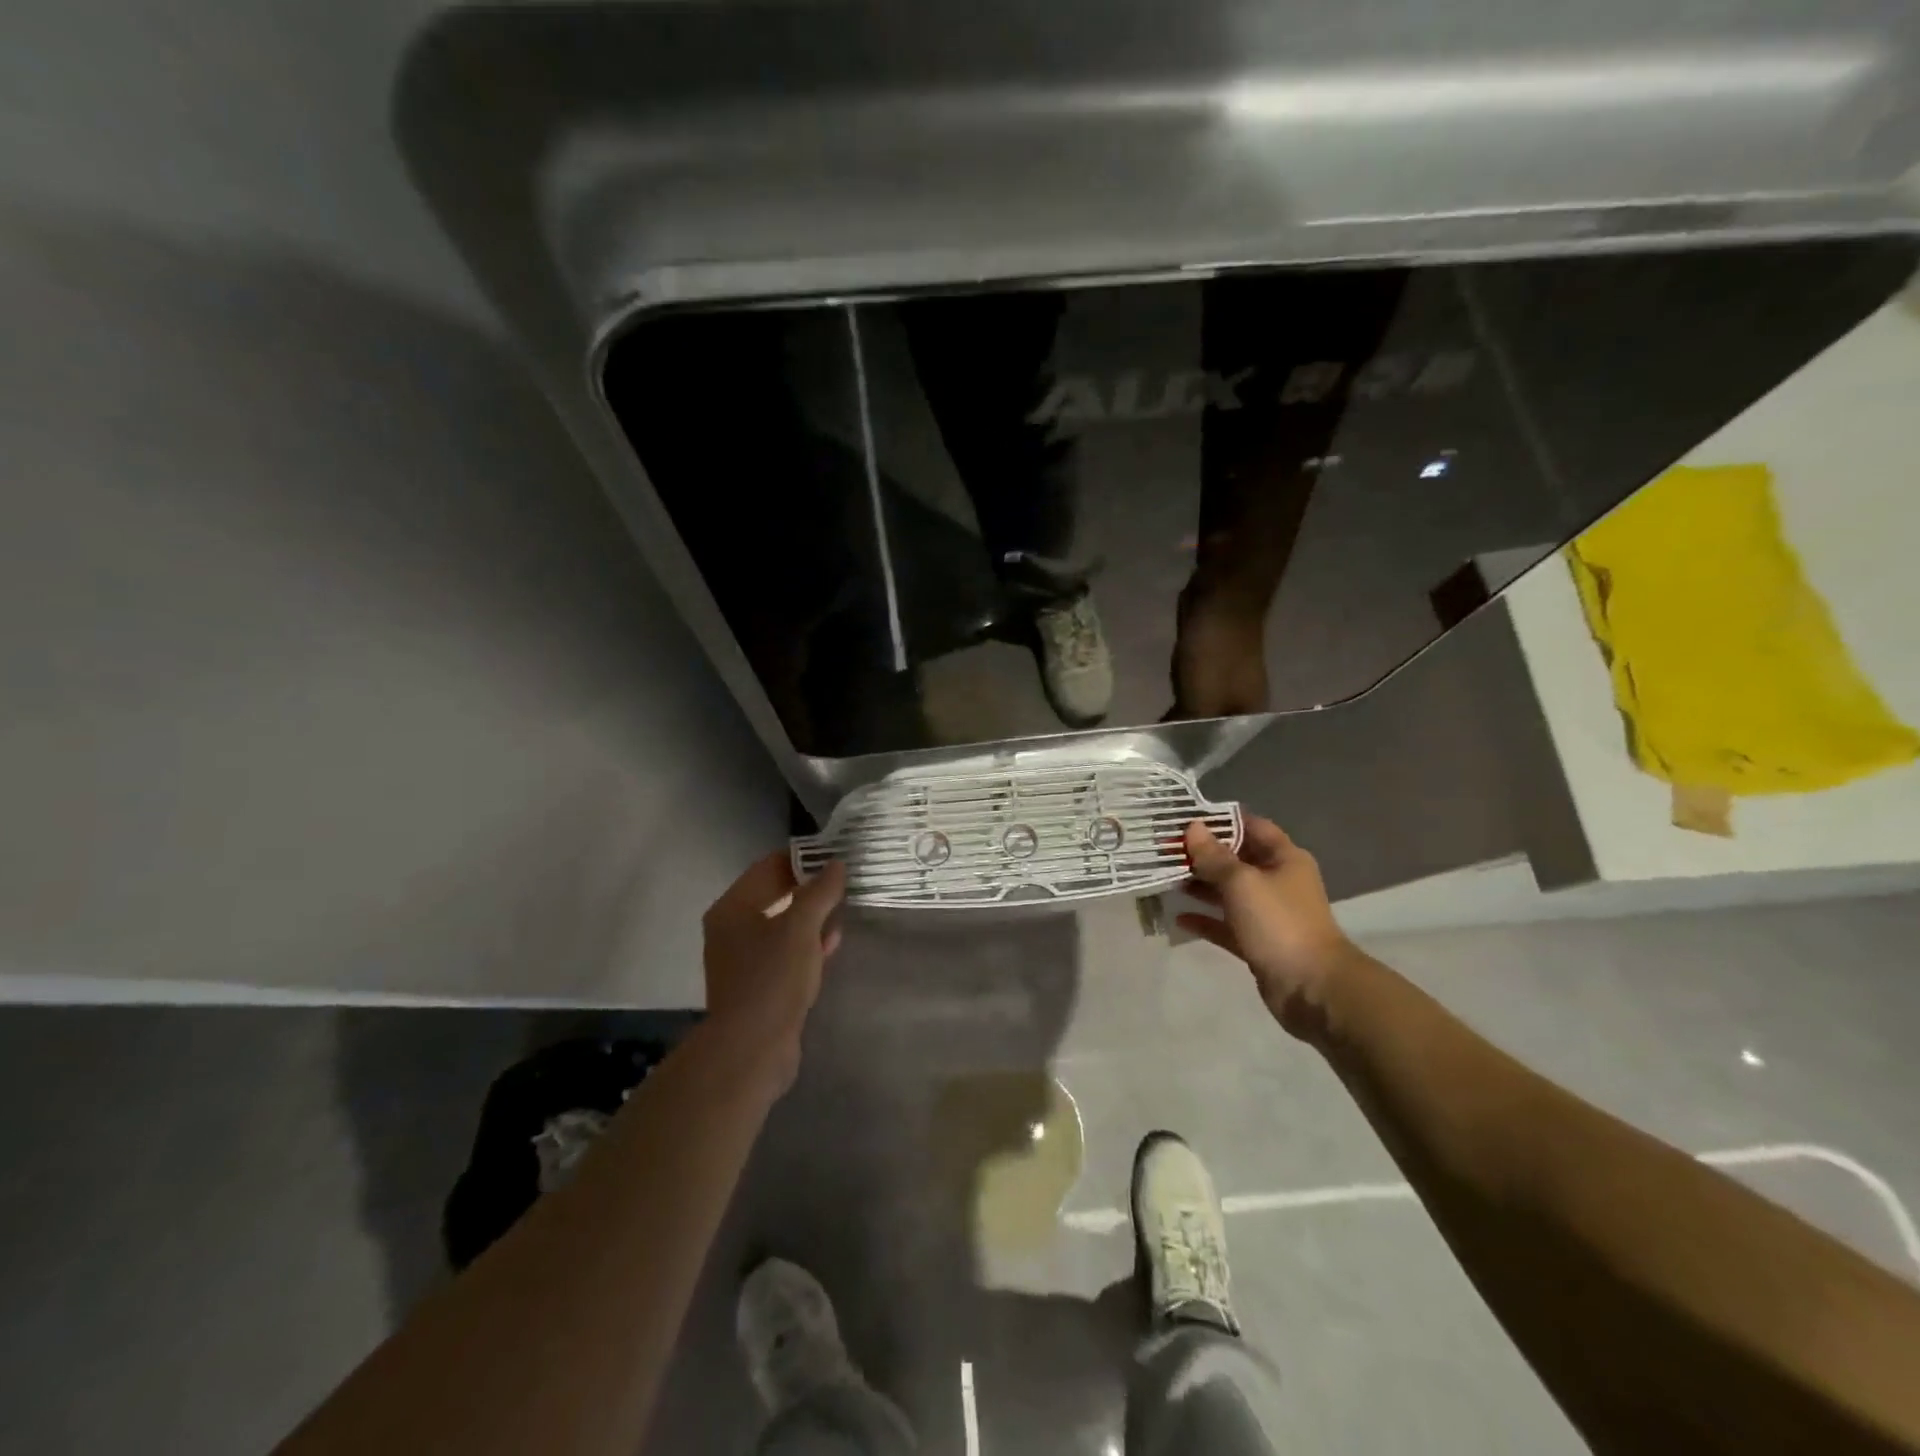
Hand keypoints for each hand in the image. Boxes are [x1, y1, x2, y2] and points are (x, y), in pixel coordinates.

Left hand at [700, 852, 846, 1092]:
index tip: (833, 854)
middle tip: (843, 879)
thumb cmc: (772, 977)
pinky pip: (785, 954)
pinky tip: (831, 944)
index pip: (768, 867)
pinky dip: (807, 945)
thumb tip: (836, 864)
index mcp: (732, 908)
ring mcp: (743, 960)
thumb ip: (820, 892)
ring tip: (842, 907)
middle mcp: (732, 930)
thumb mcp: (801, 928)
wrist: (752, 1049)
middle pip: (774, 896)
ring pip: (782, 927)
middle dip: (809, 888)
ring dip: (811, 917)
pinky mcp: (758, 986)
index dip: (801, 858)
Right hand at [1179, 816, 1355, 1040]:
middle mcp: (1277, 881)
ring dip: (1200, 886)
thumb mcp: (1242, 882)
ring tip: (1166, 879)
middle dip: (1203, 855)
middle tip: (1165, 850)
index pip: (1251, 826)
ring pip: (1228, 892)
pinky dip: (1205, 919)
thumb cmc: (1279, 923)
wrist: (1312, 988)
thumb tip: (1193, 827)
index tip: (1185, 818)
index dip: (1220, 820)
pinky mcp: (1257, 942)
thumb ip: (1214, 856)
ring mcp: (1268, 913)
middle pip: (1236, 859)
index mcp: (1284, 858)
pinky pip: (1226, 924)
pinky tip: (1178, 917)